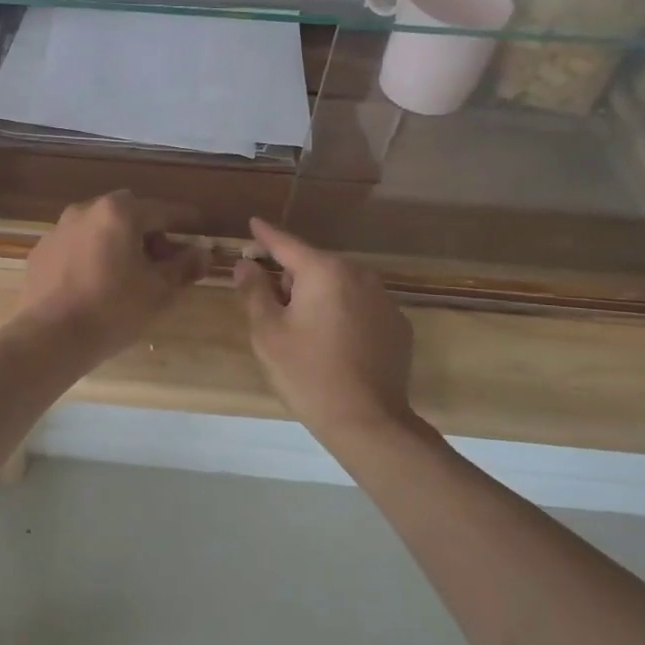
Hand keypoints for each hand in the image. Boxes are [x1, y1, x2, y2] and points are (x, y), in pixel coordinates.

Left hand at [19, 192, 207, 359]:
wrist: (49, 337)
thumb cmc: (113, 309)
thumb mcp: (158, 290)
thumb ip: (184, 266)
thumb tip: (203, 253)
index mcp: (119, 212)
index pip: (162, 210)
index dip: (185, 220)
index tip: (200, 227)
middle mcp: (86, 210)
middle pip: (128, 213)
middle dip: (148, 231)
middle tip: (160, 261)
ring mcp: (58, 229)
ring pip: (99, 228)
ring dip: (117, 242)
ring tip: (127, 274)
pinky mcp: (40, 252)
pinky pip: (76, 245)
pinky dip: (91, 255)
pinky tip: (95, 284)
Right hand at [234, 217, 420, 441]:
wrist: (368, 422)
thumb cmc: (308, 373)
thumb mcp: (268, 332)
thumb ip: (254, 291)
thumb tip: (246, 264)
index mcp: (324, 271)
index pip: (287, 244)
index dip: (266, 235)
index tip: (254, 222)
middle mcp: (359, 275)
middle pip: (314, 265)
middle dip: (292, 277)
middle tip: (272, 308)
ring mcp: (384, 299)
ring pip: (339, 285)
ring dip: (319, 295)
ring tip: (303, 330)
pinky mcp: (397, 325)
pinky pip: (360, 306)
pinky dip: (343, 313)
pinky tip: (334, 344)